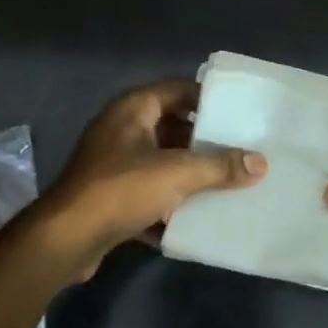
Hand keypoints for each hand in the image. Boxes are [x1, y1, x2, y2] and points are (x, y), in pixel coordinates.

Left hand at [38, 79, 265, 275]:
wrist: (67, 238)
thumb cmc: (121, 189)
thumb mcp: (177, 173)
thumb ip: (220, 166)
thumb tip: (260, 163)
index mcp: (132, 109)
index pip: (177, 89)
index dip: (208, 99)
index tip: (239, 114)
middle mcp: (121, 129)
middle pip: (171, 127)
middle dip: (204, 142)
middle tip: (241, 151)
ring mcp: (113, 164)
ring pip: (161, 162)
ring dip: (189, 174)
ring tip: (228, 183)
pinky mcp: (110, 196)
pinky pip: (149, 192)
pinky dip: (170, 202)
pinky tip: (197, 217)